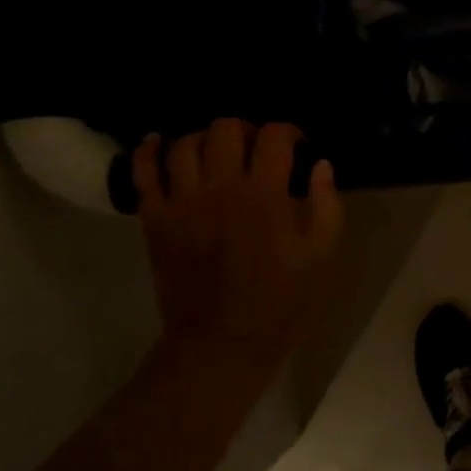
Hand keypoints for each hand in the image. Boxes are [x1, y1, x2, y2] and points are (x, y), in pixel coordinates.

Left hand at [133, 120, 343, 370]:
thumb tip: (321, 165)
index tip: (299, 148)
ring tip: (219, 153)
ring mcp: (181, 202)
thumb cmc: (282, 300)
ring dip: (205, 138)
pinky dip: (149, 150)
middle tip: (258, 150)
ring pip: (185, 143)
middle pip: (226, 129)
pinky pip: (143, 172)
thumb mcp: (322, 254)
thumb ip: (326, 204)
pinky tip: (160, 142)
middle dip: (247, 130)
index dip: (290, 132)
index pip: (274, 136)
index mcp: (265, 195)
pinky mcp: (154, 219)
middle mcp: (220, 188)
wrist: (223, 342)